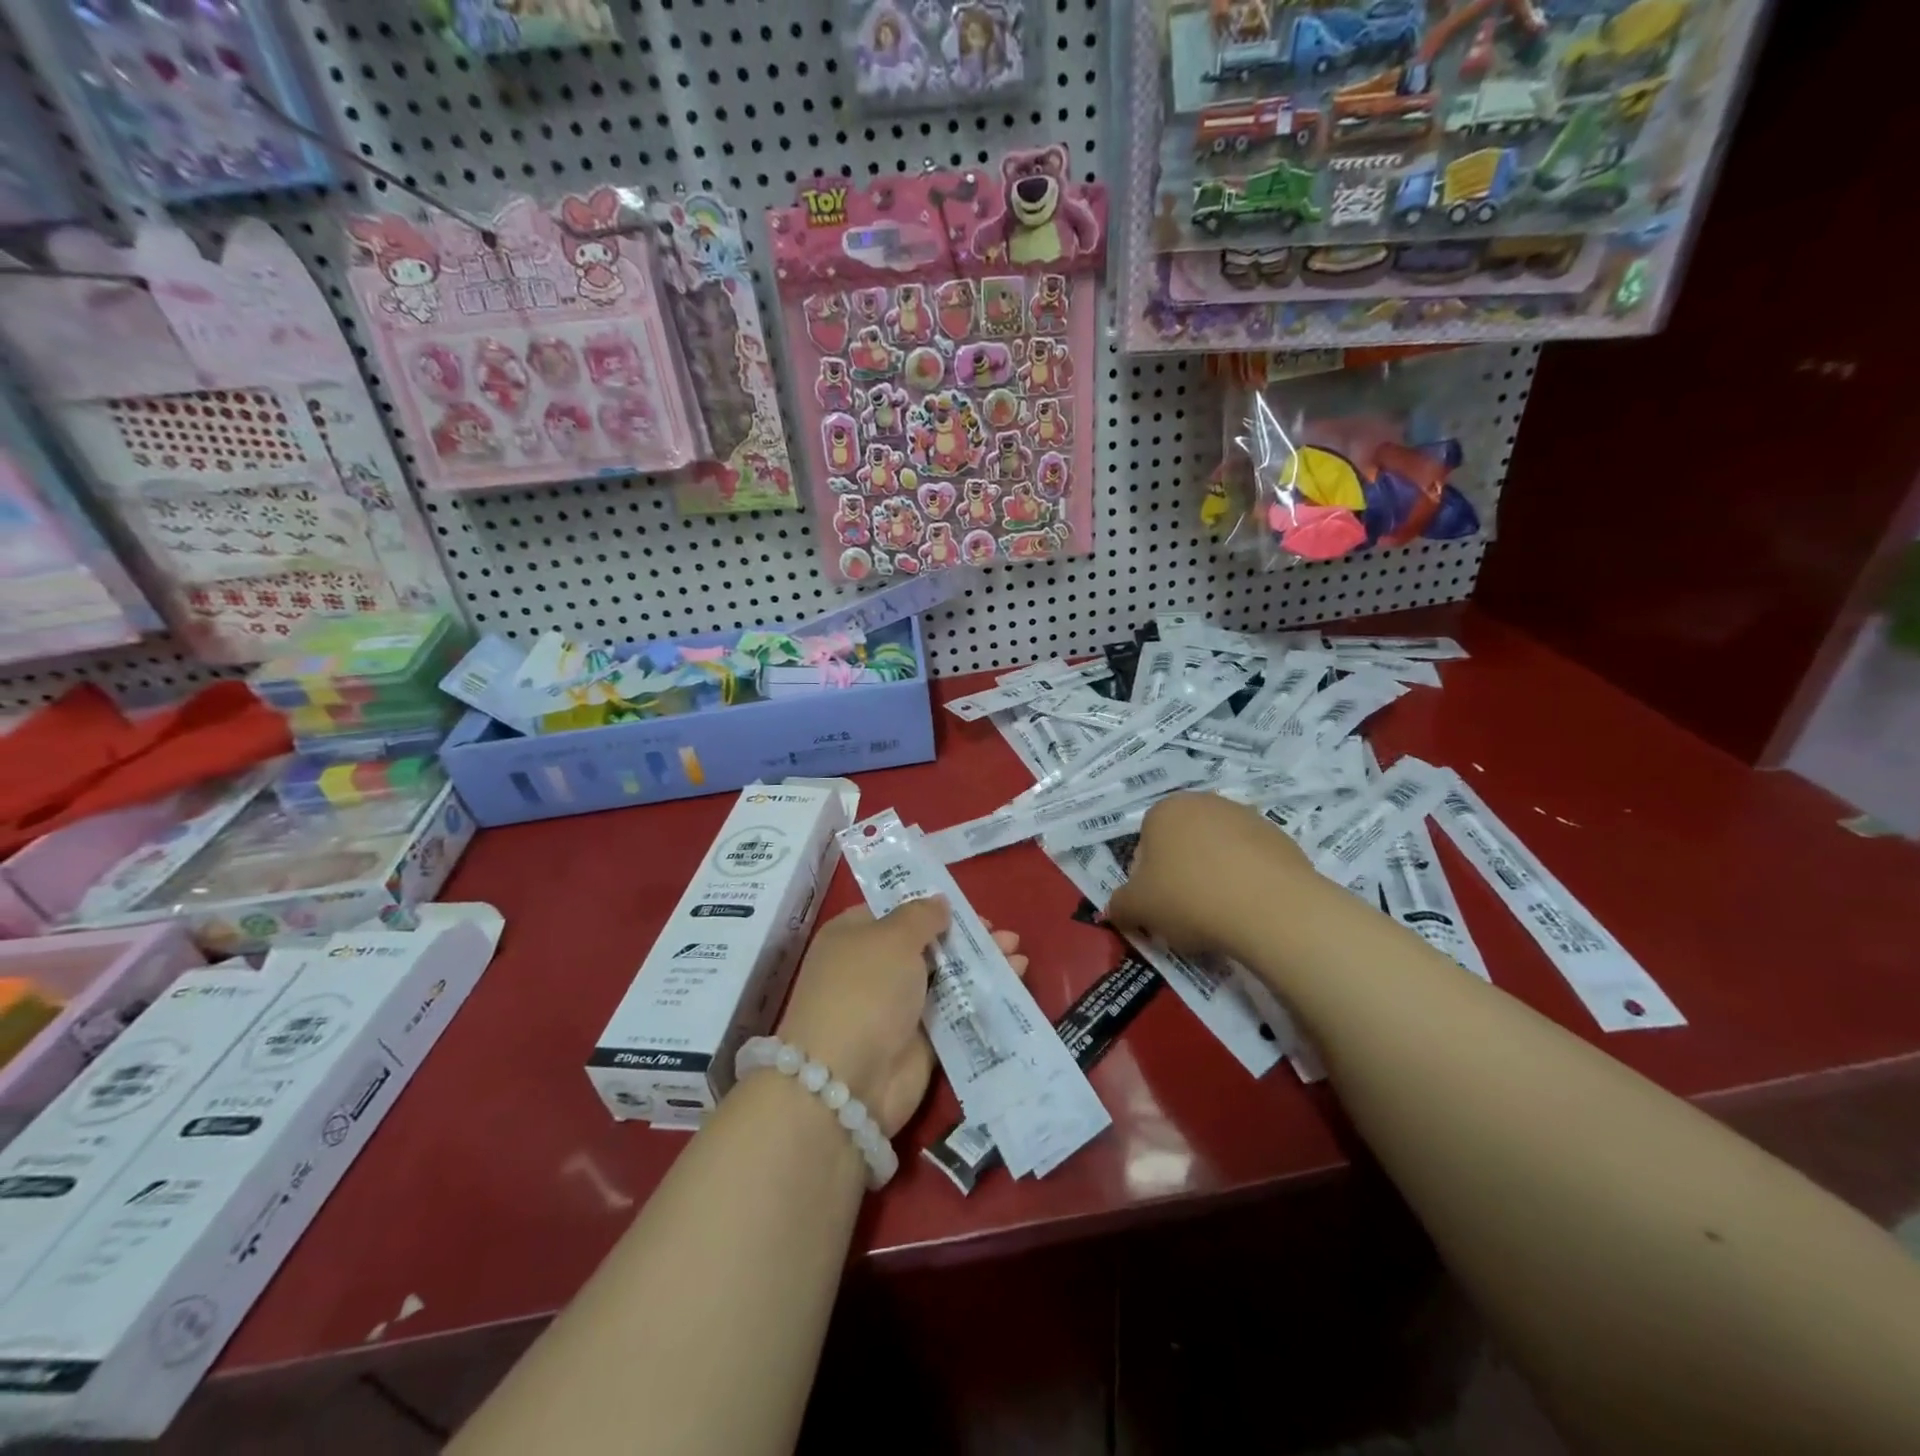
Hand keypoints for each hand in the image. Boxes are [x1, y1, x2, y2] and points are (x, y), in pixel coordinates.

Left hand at [777, 900, 1026, 1135]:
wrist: (847, 1082)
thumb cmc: (865, 990)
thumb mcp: (892, 938)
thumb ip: (921, 916)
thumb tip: (938, 902)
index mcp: (853, 935)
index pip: (894, 910)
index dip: (930, 905)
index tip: (966, 907)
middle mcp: (873, 967)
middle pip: (926, 943)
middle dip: (965, 937)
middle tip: (1002, 933)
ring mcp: (896, 1005)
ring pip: (945, 976)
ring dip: (980, 964)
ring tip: (1018, 954)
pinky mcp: (920, 1039)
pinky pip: (956, 1009)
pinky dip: (982, 995)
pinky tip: (1014, 980)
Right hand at [1107, 791, 1311, 960]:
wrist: (1271, 907)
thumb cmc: (1189, 898)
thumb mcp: (1137, 908)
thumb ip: (1119, 906)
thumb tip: (1114, 909)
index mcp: (1165, 809)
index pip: (1145, 845)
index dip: (1146, 880)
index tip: (1157, 907)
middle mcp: (1204, 802)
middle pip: (1182, 845)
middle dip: (1180, 875)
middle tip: (1185, 913)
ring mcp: (1247, 817)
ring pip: (1218, 853)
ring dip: (1214, 878)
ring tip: (1220, 916)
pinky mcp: (1281, 838)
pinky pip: (1251, 864)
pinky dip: (1246, 883)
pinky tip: (1248, 910)